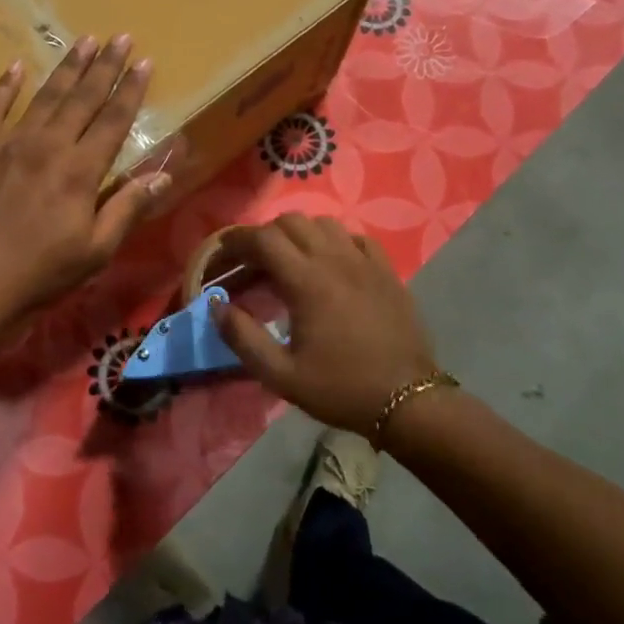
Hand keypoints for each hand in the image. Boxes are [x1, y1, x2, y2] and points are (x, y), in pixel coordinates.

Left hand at [0, 35, 167, 334]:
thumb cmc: (37, 277)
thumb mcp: (94, 253)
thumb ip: (127, 209)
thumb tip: (164, 175)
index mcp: (80, 171)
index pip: (113, 120)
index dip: (130, 89)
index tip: (144, 61)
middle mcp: (47, 146)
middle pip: (81, 97)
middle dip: (104, 65)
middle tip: (119, 36)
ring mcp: (7, 144)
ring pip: (43, 96)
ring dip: (66, 67)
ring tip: (83, 41)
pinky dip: (4, 86)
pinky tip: (16, 67)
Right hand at [210, 215, 438, 434]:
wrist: (408, 401)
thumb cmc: (340, 389)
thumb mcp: (281, 375)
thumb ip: (243, 337)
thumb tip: (216, 305)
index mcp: (307, 281)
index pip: (264, 239)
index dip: (238, 240)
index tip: (223, 253)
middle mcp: (335, 260)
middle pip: (291, 222)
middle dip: (264, 235)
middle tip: (252, 262)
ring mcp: (365, 262)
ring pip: (324, 224)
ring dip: (299, 233)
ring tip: (289, 259)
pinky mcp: (387, 271)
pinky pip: (355, 237)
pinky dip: (334, 241)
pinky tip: (330, 263)